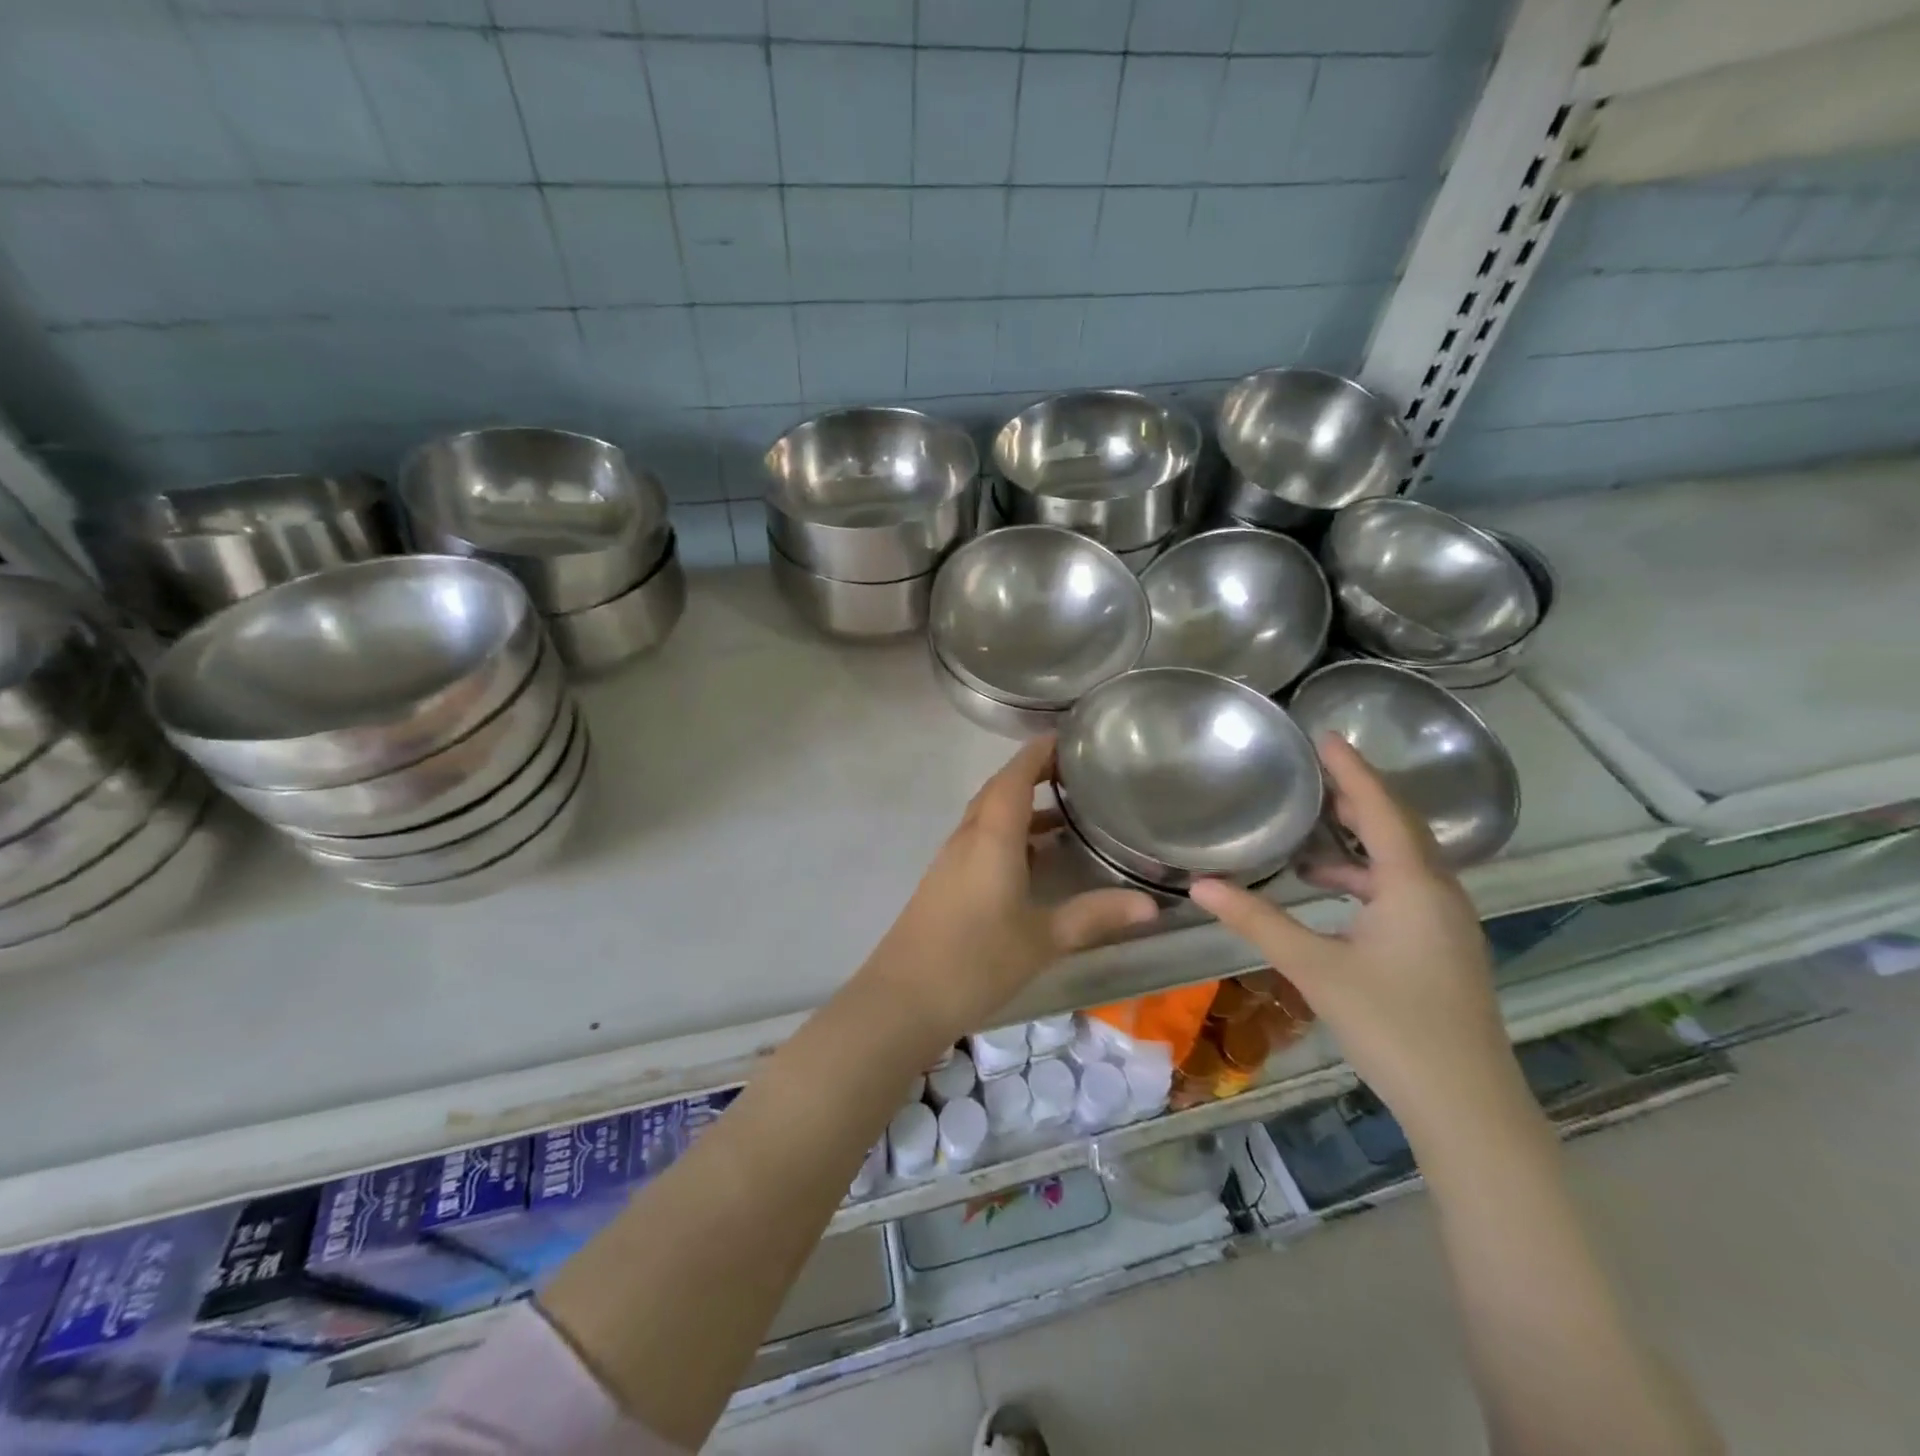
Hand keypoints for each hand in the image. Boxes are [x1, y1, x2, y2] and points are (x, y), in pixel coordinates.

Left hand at [864, 738, 1159, 1038]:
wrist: (903, 998)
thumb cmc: (976, 961)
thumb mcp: (1042, 939)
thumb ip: (1094, 916)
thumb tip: (1151, 903)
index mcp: (991, 837)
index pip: (1014, 777)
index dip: (1038, 752)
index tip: (1068, 736)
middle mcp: (968, 838)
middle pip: (999, 791)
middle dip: (1033, 774)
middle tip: (1075, 771)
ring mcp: (951, 860)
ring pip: (988, 818)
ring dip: (1022, 807)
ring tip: (1067, 812)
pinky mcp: (945, 882)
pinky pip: (980, 841)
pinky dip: (1009, 835)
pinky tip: (1034, 860)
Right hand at [1189, 736, 1524, 1138]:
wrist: (1466, 1105)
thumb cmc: (1392, 1025)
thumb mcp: (1315, 967)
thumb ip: (1257, 921)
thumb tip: (1200, 885)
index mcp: (1414, 884)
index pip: (1380, 808)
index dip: (1351, 769)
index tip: (1323, 736)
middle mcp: (1439, 892)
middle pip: (1396, 827)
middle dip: (1355, 797)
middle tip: (1312, 773)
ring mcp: (1447, 922)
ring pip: (1401, 861)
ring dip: (1358, 841)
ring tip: (1309, 833)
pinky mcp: (1443, 947)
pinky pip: (1403, 889)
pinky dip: (1366, 877)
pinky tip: (1331, 892)